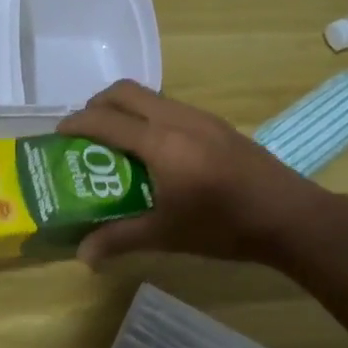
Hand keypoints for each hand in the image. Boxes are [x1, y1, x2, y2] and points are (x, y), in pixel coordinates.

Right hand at [55, 80, 331, 268]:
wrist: (289, 215)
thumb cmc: (224, 226)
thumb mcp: (167, 235)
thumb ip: (121, 239)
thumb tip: (82, 256)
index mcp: (161, 143)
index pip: (106, 121)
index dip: (77, 123)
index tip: (58, 133)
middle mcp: (177, 119)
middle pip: (126, 91)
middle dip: (98, 104)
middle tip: (85, 131)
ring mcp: (200, 117)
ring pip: (150, 96)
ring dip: (126, 108)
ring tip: (116, 141)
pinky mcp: (216, 123)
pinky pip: (170, 107)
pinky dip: (149, 116)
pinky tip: (155, 150)